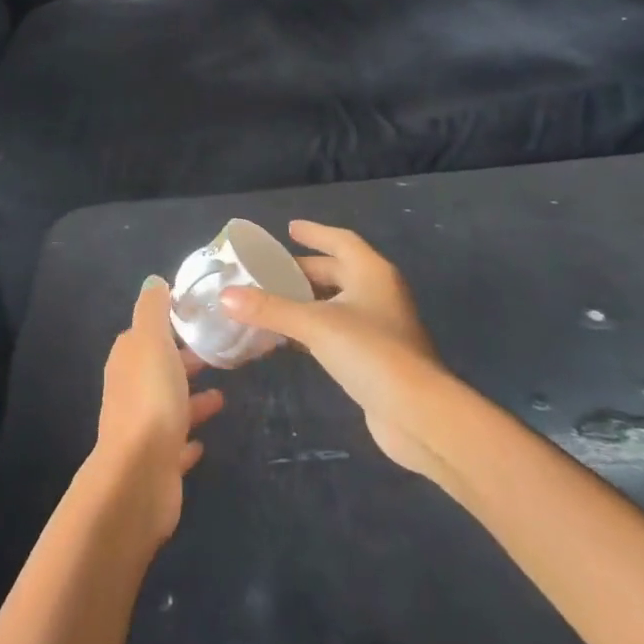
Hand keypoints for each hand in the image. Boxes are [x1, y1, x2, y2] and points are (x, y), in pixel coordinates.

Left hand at [91, 276, 224, 543]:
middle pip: (159, 368)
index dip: (170, 324)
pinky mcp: (157, 462)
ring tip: (223, 395)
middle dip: (183, 359)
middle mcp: (130, 390)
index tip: (200, 318)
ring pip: (169, 405)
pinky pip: (175, 444)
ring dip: (191, 397)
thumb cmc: (150, 399)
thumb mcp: (152, 341)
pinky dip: (188, 437)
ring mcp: (142, 428)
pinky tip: (204, 440)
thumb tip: (153, 281)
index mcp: (128, 359)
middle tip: (218, 353)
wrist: (139, 476)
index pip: (146, 332)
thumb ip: (153, 309)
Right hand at [221, 221, 443, 474]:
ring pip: (337, 303)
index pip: (340, 241)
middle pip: (337, 271)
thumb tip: (226, 296)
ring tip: (271, 301)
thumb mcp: (314, 325)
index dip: (315, 233)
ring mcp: (381, 326)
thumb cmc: (370, 353)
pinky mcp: (377, 357)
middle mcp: (379, 292)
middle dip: (304, 271)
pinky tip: (290, 339)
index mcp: (371, 272)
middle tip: (268, 272)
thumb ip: (270, 309)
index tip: (289, 229)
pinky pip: (339, 330)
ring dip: (307, 301)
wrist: (418, 414)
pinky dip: (315, 328)